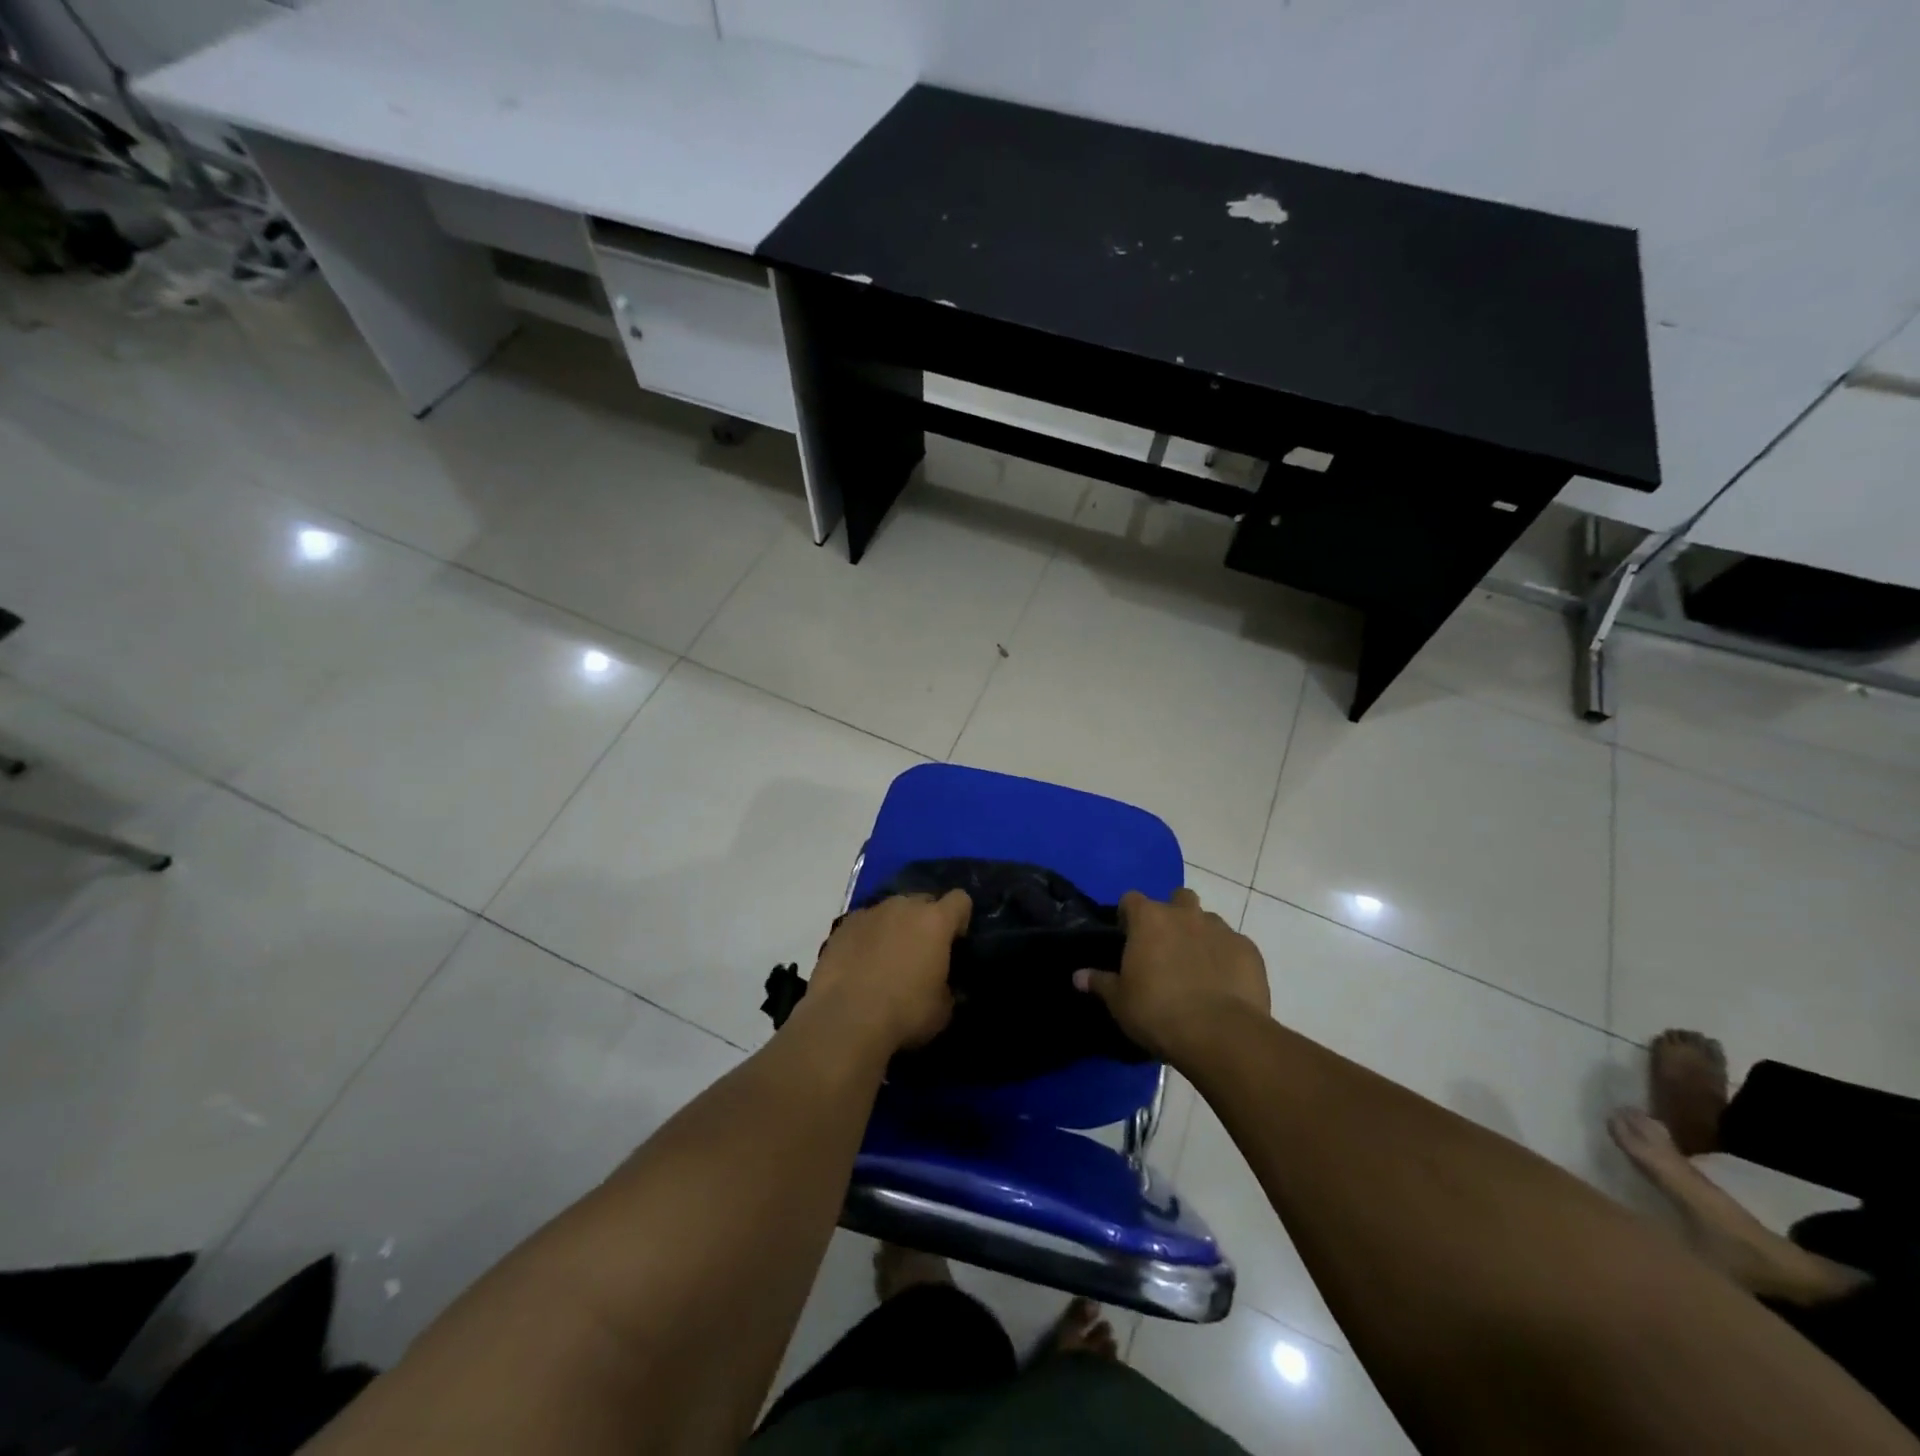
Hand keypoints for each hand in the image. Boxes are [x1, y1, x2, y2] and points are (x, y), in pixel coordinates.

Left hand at [800, 891, 971, 1054]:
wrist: (845, 1019)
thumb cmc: (904, 1012)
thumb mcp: (942, 1010)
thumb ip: (947, 989)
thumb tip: (943, 987)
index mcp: (935, 921)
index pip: (960, 900)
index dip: (961, 918)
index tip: (955, 942)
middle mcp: (904, 906)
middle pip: (924, 900)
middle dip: (926, 920)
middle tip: (922, 952)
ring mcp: (870, 912)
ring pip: (892, 910)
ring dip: (895, 927)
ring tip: (888, 958)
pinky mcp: (843, 926)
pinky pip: (865, 924)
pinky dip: (868, 937)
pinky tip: (861, 963)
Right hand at [1074, 888, 1269, 1067]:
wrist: (1221, 1034)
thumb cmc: (1158, 1012)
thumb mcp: (1120, 1002)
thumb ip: (1100, 982)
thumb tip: (1078, 976)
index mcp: (1149, 919)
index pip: (1132, 900)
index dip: (1129, 916)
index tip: (1127, 937)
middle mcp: (1185, 914)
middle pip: (1178, 899)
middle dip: (1172, 915)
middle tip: (1166, 948)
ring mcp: (1221, 929)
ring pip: (1208, 921)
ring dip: (1201, 937)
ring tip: (1196, 969)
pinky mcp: (1249, 950)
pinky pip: (1234, 946)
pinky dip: (1227, 959)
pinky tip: (1224, 985)